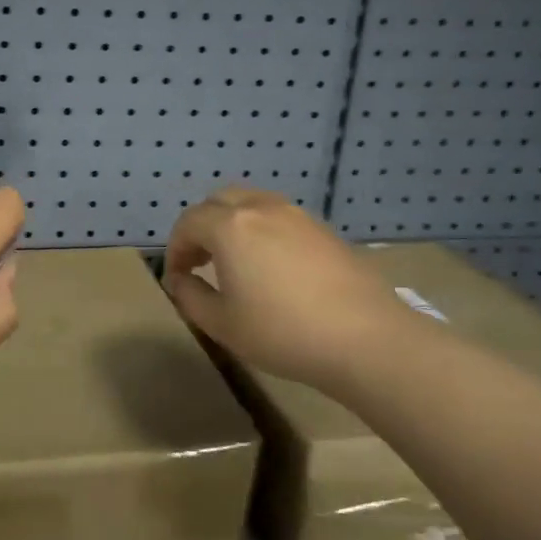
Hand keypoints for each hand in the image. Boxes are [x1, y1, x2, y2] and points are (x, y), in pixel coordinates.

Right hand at [162, 187, 431, 392]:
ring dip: (233, 224)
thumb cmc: (282, 332)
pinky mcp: (324, 229)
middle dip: (201, 227)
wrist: (365, 338)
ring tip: (235, 261)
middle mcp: (261, 209)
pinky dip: (262, 230)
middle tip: (200, 261)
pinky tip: (272, 266)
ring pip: (252, 203)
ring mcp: (297, 215)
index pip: (188, 222)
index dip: (175, 249)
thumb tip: (180, 280)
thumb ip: (190, 297)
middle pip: (219, 201)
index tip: (177, 278)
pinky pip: (280, 217)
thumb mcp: (222, 324)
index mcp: (230, 227)